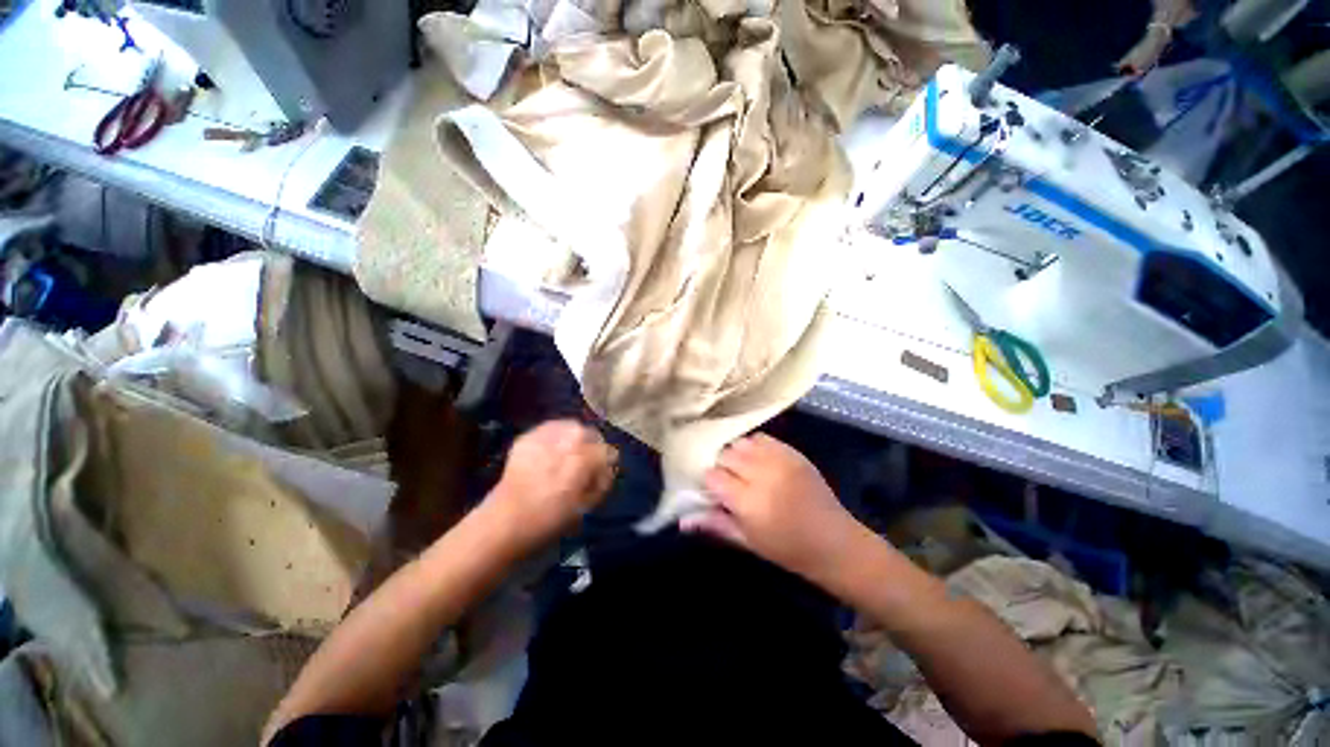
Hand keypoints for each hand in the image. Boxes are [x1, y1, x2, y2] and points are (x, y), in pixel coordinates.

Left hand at [488, 420, 616, 551]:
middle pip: (591, 433)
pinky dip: (556, 437)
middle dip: (592, 447)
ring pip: (572, 426)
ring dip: (575, 438)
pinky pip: (551, 428)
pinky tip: (551, 452)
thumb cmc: (550, 520)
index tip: (601, 476)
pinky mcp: (528, 436)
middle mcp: (566, 441)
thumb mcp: (586, 506)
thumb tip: (607, 468)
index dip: (608, 465)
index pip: (608, 451)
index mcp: (583, 459)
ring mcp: (545, 435)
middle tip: (584, 464)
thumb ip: (602, 482)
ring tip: (569, 454)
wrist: (505, 522)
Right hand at [682, 434, 863, 582]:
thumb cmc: (787, 549)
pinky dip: (753, 446)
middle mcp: (761, 474)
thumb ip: (714, 524)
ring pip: (741, 442)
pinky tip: (757, 460)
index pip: (713, 476)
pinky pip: (762, 438)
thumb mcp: (747, 541)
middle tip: (727, 479)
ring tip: (742, 468)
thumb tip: (681, 519)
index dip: (709, 481)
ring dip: (736, 453)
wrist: (835, 542)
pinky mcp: (792, 452)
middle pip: (725, 454)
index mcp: (749, 502)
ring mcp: (779, 460)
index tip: (712, 489)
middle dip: (721, 465)